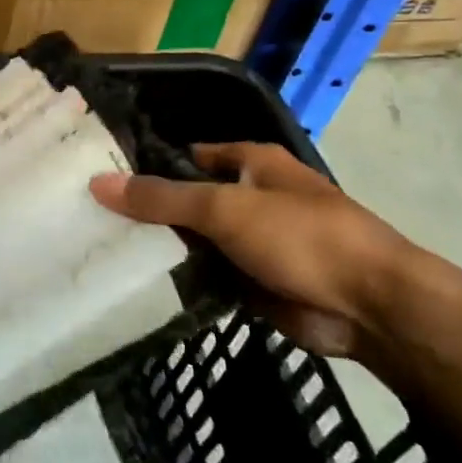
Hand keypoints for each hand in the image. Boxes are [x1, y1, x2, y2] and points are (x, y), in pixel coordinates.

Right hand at [90, 143, 415, 364]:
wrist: (370, 307)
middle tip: (91, 220)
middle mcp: (250, 198)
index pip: (188, 156)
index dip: (149, 162)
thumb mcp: (224, 209)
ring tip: (103, 252)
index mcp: (252, 164)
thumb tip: (98, 182)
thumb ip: (162, 198)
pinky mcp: (253, 283)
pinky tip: (138, 284)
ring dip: (161, 248)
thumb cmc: (301, 237)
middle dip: (148, 210)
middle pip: (187, 200)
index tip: (101, 176)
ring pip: (194, 241)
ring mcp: (252, 243)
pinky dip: (180, 280)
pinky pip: (206, 276)